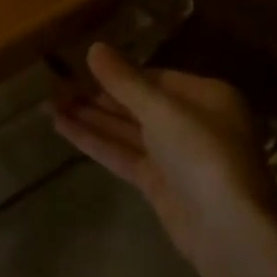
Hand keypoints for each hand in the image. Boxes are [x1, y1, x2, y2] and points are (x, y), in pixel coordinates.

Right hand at [51, 43, 272, 267]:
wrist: (226, 229)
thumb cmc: (202, 153)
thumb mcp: (161, 109)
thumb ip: (124, 80)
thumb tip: (94, 47)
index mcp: (207, 97)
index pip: (156, 77)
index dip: (119, 72)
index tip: (83, 66)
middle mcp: (192, 122)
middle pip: (138, 103)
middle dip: (99, 95)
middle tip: (57, 85)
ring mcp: (174, 156)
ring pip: (126, 129)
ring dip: (90, 117)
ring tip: (50, 103)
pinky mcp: (158, 183)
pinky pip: (122, 153)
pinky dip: (94, 140)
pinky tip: (61, 126)